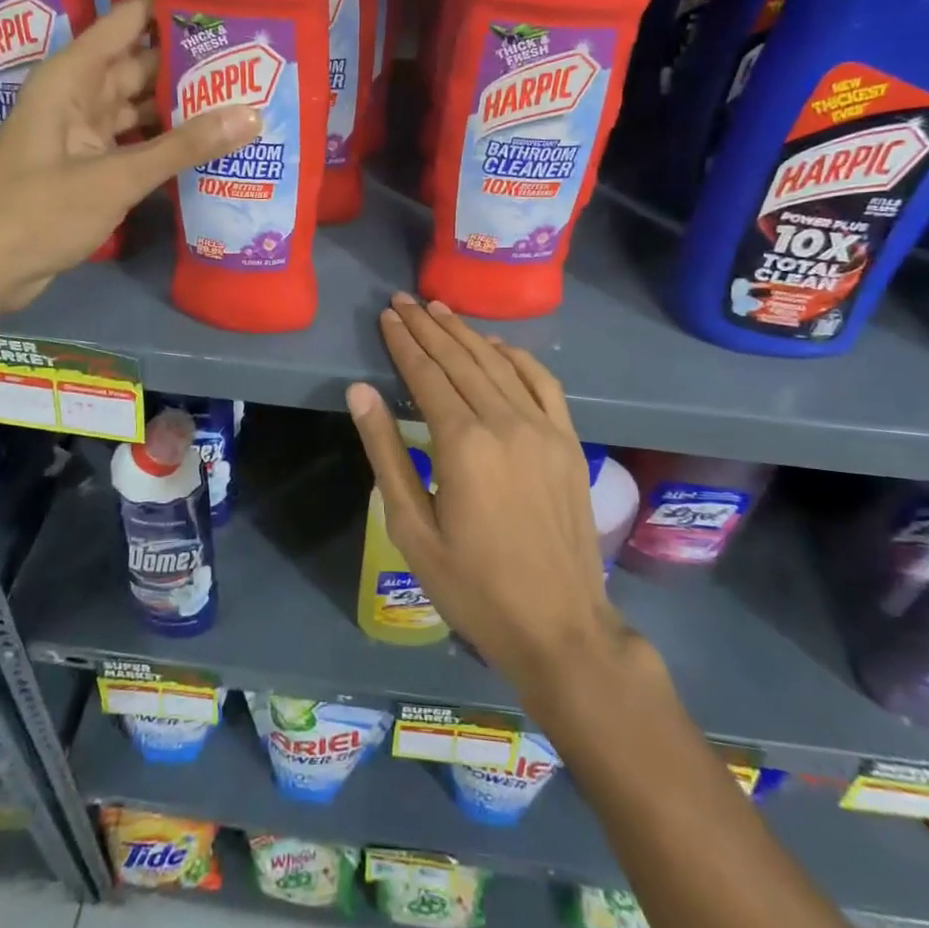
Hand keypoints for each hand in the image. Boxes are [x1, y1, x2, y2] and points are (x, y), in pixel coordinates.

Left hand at [0, 0, 259, 316]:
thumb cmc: (37, 212)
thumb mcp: (114, 177)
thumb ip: (182, 147)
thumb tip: (252, 114)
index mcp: (72, 77)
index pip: (127, 22)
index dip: (171, 6)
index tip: (226, 0)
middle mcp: (78, 96)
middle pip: (141, 66)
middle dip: (191, 63)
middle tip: (254, 59)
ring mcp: (84, 134)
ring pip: (141, 108)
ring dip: (184, 107)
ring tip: (244, 98)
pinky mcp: (90, 168)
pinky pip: (137, 144)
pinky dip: (168, 145)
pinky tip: (210, 147)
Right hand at [346, 295, 636, 692]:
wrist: (561, 627)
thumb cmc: (474, 587)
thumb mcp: (412, 529)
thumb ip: (386, 453)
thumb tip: (361, 392)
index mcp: (463, 444)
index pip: (426, 375)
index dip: (403, 343)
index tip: (387, 316)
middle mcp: (505, 422)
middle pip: (460, 360)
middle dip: (428, 327)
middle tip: (403, 300)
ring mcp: (543, 428)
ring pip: (497, 363)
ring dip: (465, 333)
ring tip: (438, 309)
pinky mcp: (568, 441)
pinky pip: (542, 382)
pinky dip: (516, 356)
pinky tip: (496, 345)